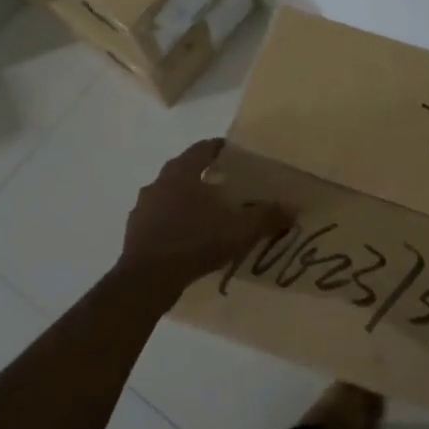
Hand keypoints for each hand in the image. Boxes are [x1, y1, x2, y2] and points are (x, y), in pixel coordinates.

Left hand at [119, 139, 290, 291]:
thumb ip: (267, 216)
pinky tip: (188, 239)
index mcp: (182, 171)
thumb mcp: (239, 229)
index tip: (237, 156)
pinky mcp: (135, 231)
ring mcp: (143, 207)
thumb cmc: (194, 241)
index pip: (204, 148)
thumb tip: (293, 208)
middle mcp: (159, 182)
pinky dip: (173, 223)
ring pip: (169, 195)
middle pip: (185, 170)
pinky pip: (159, 219)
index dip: (221, 149)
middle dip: (205, 176)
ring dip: (187, 200)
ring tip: (209, 215)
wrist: (147, 279)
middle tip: (228, 186)